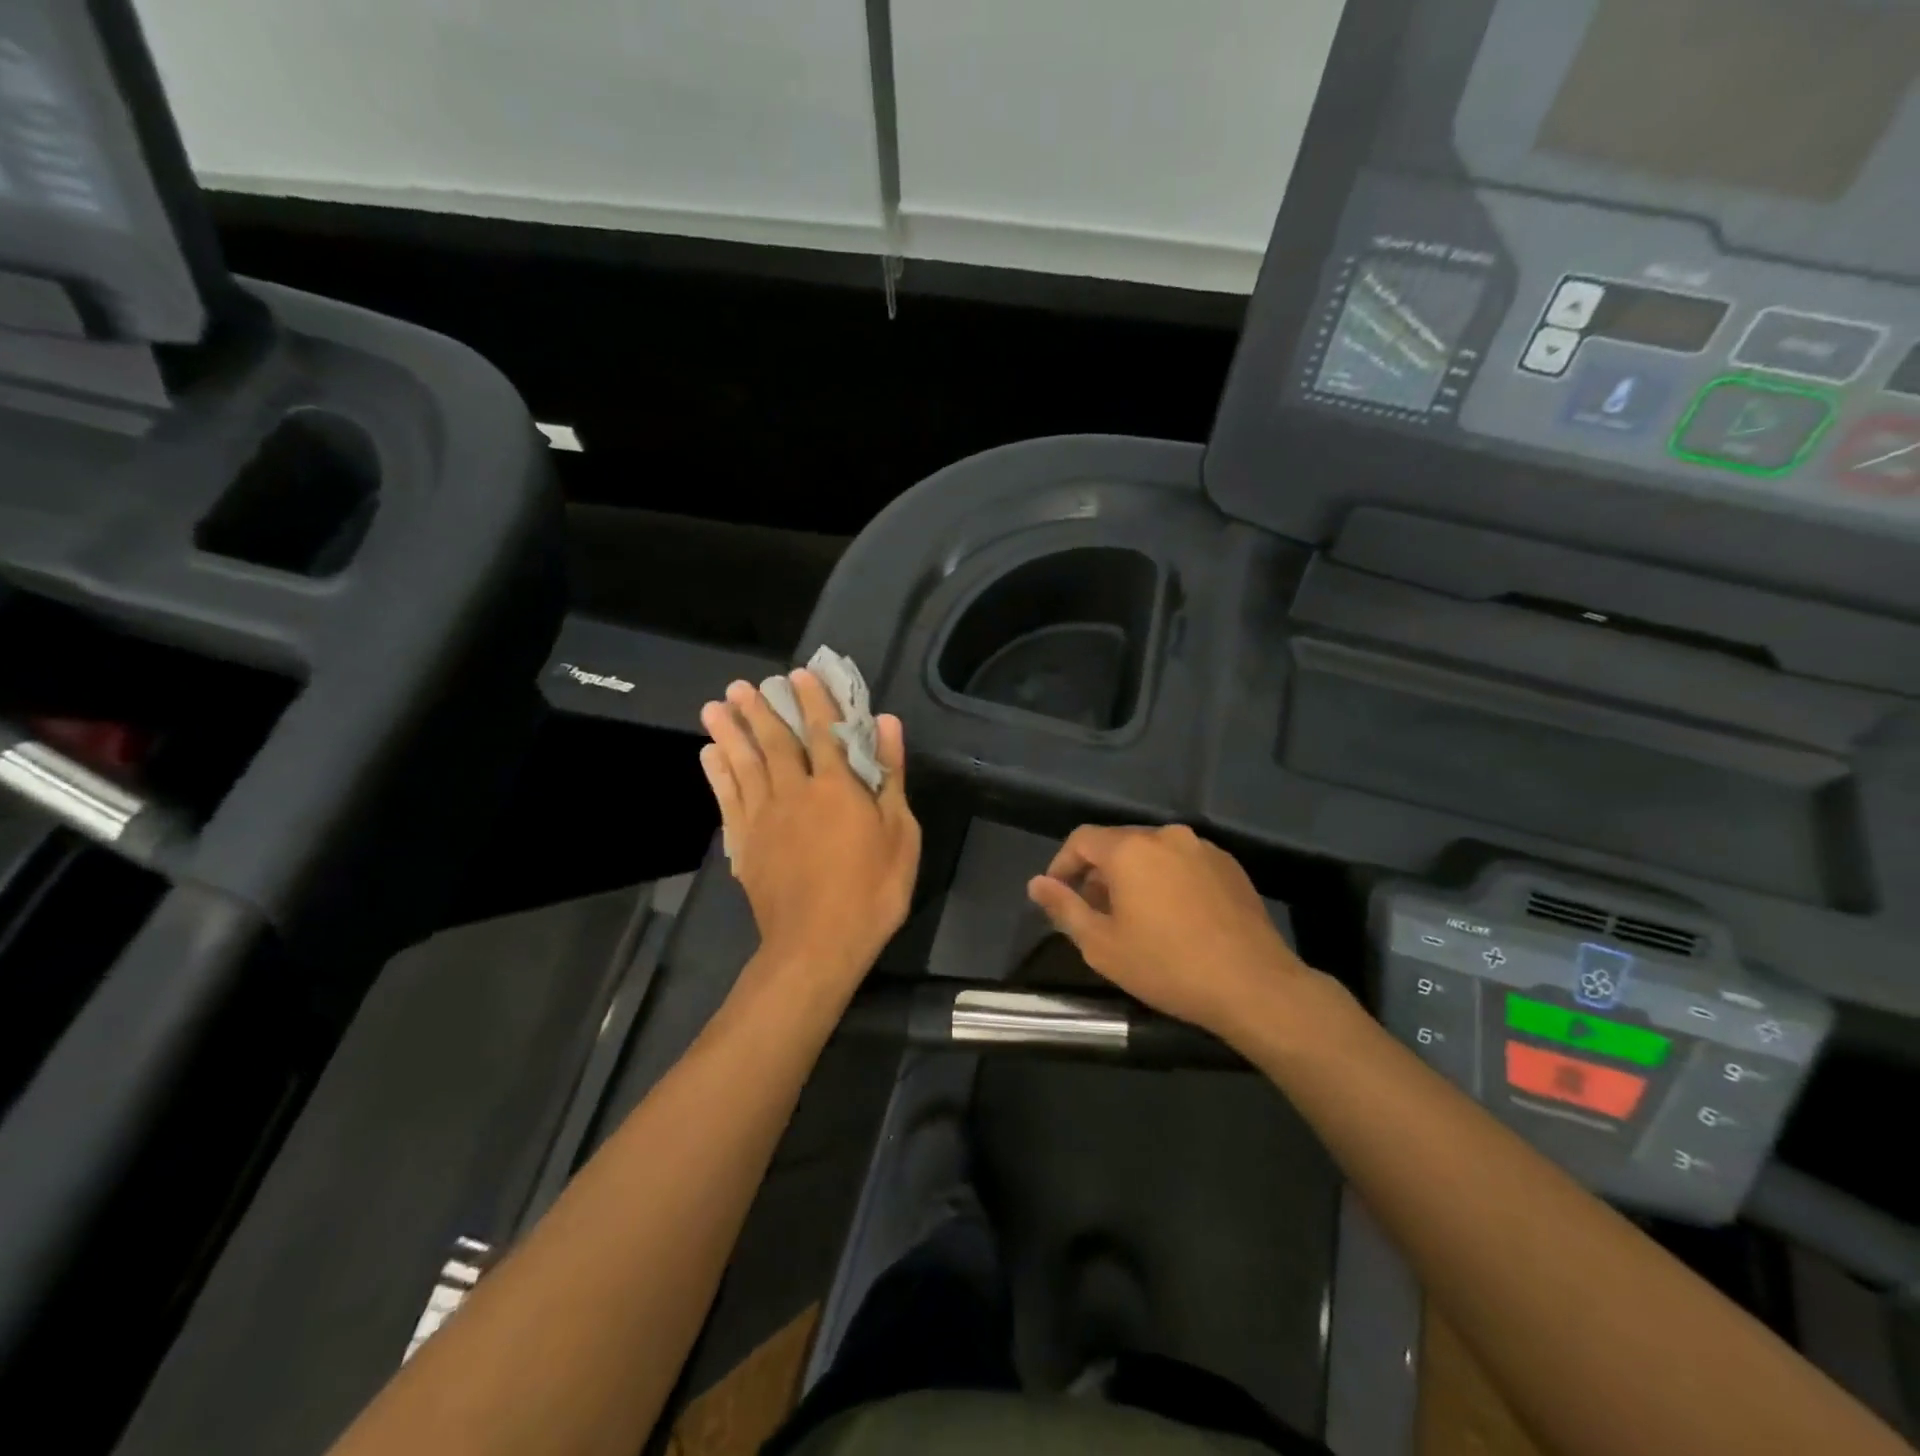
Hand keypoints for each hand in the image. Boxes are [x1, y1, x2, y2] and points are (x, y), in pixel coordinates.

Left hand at [700, 671, 920, 998]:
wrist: (817, 944)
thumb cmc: (871, 890)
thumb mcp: (900, 834)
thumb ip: (890, 776)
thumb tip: (886, 723)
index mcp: (837, 787)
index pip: (823, 732)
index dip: (812, 701)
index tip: (798, 674)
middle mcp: (795, 792)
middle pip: (774, 742)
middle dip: (759, 709)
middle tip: (741, 684)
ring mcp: (764, 817)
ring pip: (743, 764)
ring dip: (729, 732)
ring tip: (715, 705)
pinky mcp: (744, 843)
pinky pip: (727, 799)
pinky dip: (717, 774)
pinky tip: (710, 755)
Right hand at [1027, 824, 1318, 1045]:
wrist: (1253, 985)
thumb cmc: (1166, 966)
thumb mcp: (1101, 945)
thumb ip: (1064, 908)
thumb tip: (1036, 883)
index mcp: (1130, 849)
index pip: (1082, 839)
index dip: (1062, 864)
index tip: (1058, 895)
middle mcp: (1166, 835)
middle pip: (1118, 843)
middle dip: (1099, 873)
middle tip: (1095, 912)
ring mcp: (1202, 848)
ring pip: (1153, 852)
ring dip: (1134, 876)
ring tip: (1135, 916)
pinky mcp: (1229, 865)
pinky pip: (1184, 862)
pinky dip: (1168, 879)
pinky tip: (1174, 916)